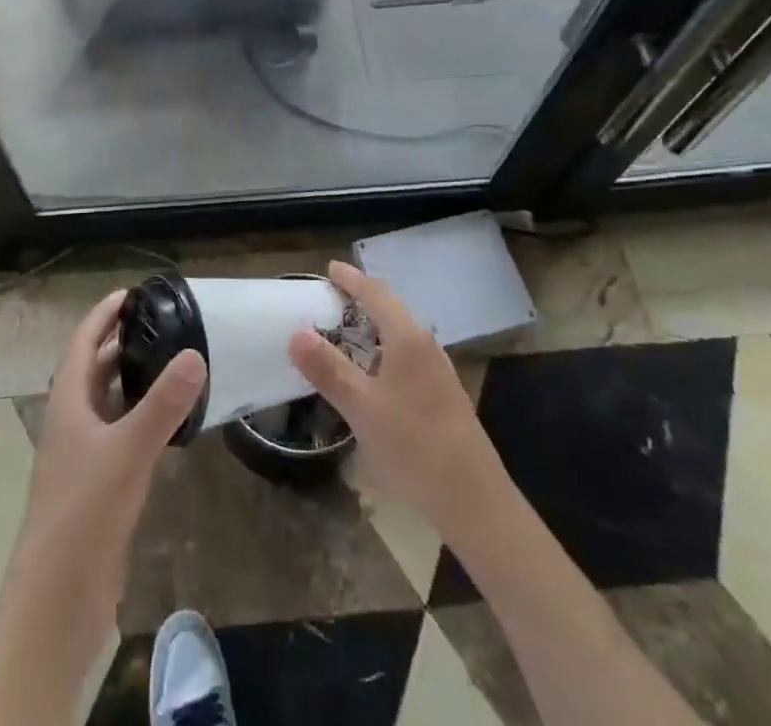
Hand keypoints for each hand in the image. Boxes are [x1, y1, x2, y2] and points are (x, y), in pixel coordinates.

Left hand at [6, 290, 205, 665]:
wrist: (57, 598)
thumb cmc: (84, 512)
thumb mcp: (127, 451)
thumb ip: (162, 404)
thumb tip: (195, 353)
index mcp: (68, 403)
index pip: (82, 343)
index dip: (102, 315)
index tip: (132, 293)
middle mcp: (72, 422)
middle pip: (94, 369)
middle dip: (121, 342)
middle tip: (163, 322)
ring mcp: (83, 456)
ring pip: (108, 402)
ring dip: (132, 379)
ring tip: (171, 360)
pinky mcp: (98, 485)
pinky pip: (120, 433)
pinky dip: (141, 416)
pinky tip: (169, 420)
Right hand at [288, 260, 506, 537]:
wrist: (474, 500)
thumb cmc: (414, 446)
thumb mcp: (362, 408)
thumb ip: (328, 369)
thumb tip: (296, 332)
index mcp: (408, 339)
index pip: (377, 294)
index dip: (352, 279)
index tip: (329, 269)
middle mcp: (426, 346)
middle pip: (392, 310)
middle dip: (362, 300)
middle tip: (331, 300)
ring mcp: (438, 373)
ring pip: (401, 336)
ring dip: (374, 328)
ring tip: (346, 335)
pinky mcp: (443, 397)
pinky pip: (407, 358)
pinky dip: (384, 353)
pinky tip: (373, 377)